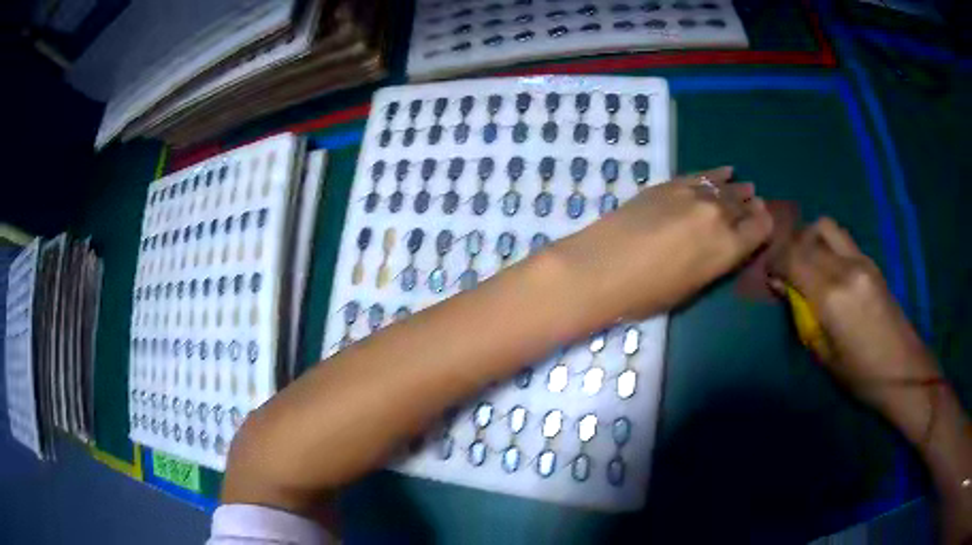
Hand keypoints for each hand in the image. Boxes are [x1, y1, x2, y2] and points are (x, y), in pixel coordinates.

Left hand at [551, 166, 773, 323]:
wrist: (601, 267)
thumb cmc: (646, 294)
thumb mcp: (690, 289)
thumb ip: (714, 264)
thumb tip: (723, 247)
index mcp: (727, 249)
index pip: (759, 230)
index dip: (764, 226)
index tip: (764, 224)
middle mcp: (717, 216)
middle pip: (742, 206)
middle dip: (751, 206)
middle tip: (755, 204)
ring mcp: (693, 195)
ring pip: (724, 187)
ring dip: (737, 188)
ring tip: (745, 187)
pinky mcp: (669, 184)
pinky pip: (701, 175)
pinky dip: (715, 173)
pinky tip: (725, 171)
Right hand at [770, 218, 971, 544]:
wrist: (904, 369)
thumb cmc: (862, 375)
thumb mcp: (825, 355)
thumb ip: (805, 315)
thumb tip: (786, 288)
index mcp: (832, 295)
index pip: (794, 256)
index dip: (775, 260)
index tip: (769, 275)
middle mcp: (847, 268)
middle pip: (809, 233)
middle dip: (791, 247)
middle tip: (786, 269)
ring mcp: (862, 261)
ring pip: (827, 227)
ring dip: (811, 239)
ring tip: (808, 265)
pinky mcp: (872, 263)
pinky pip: (843, 240)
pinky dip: (828, 246)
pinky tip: (829, 272)